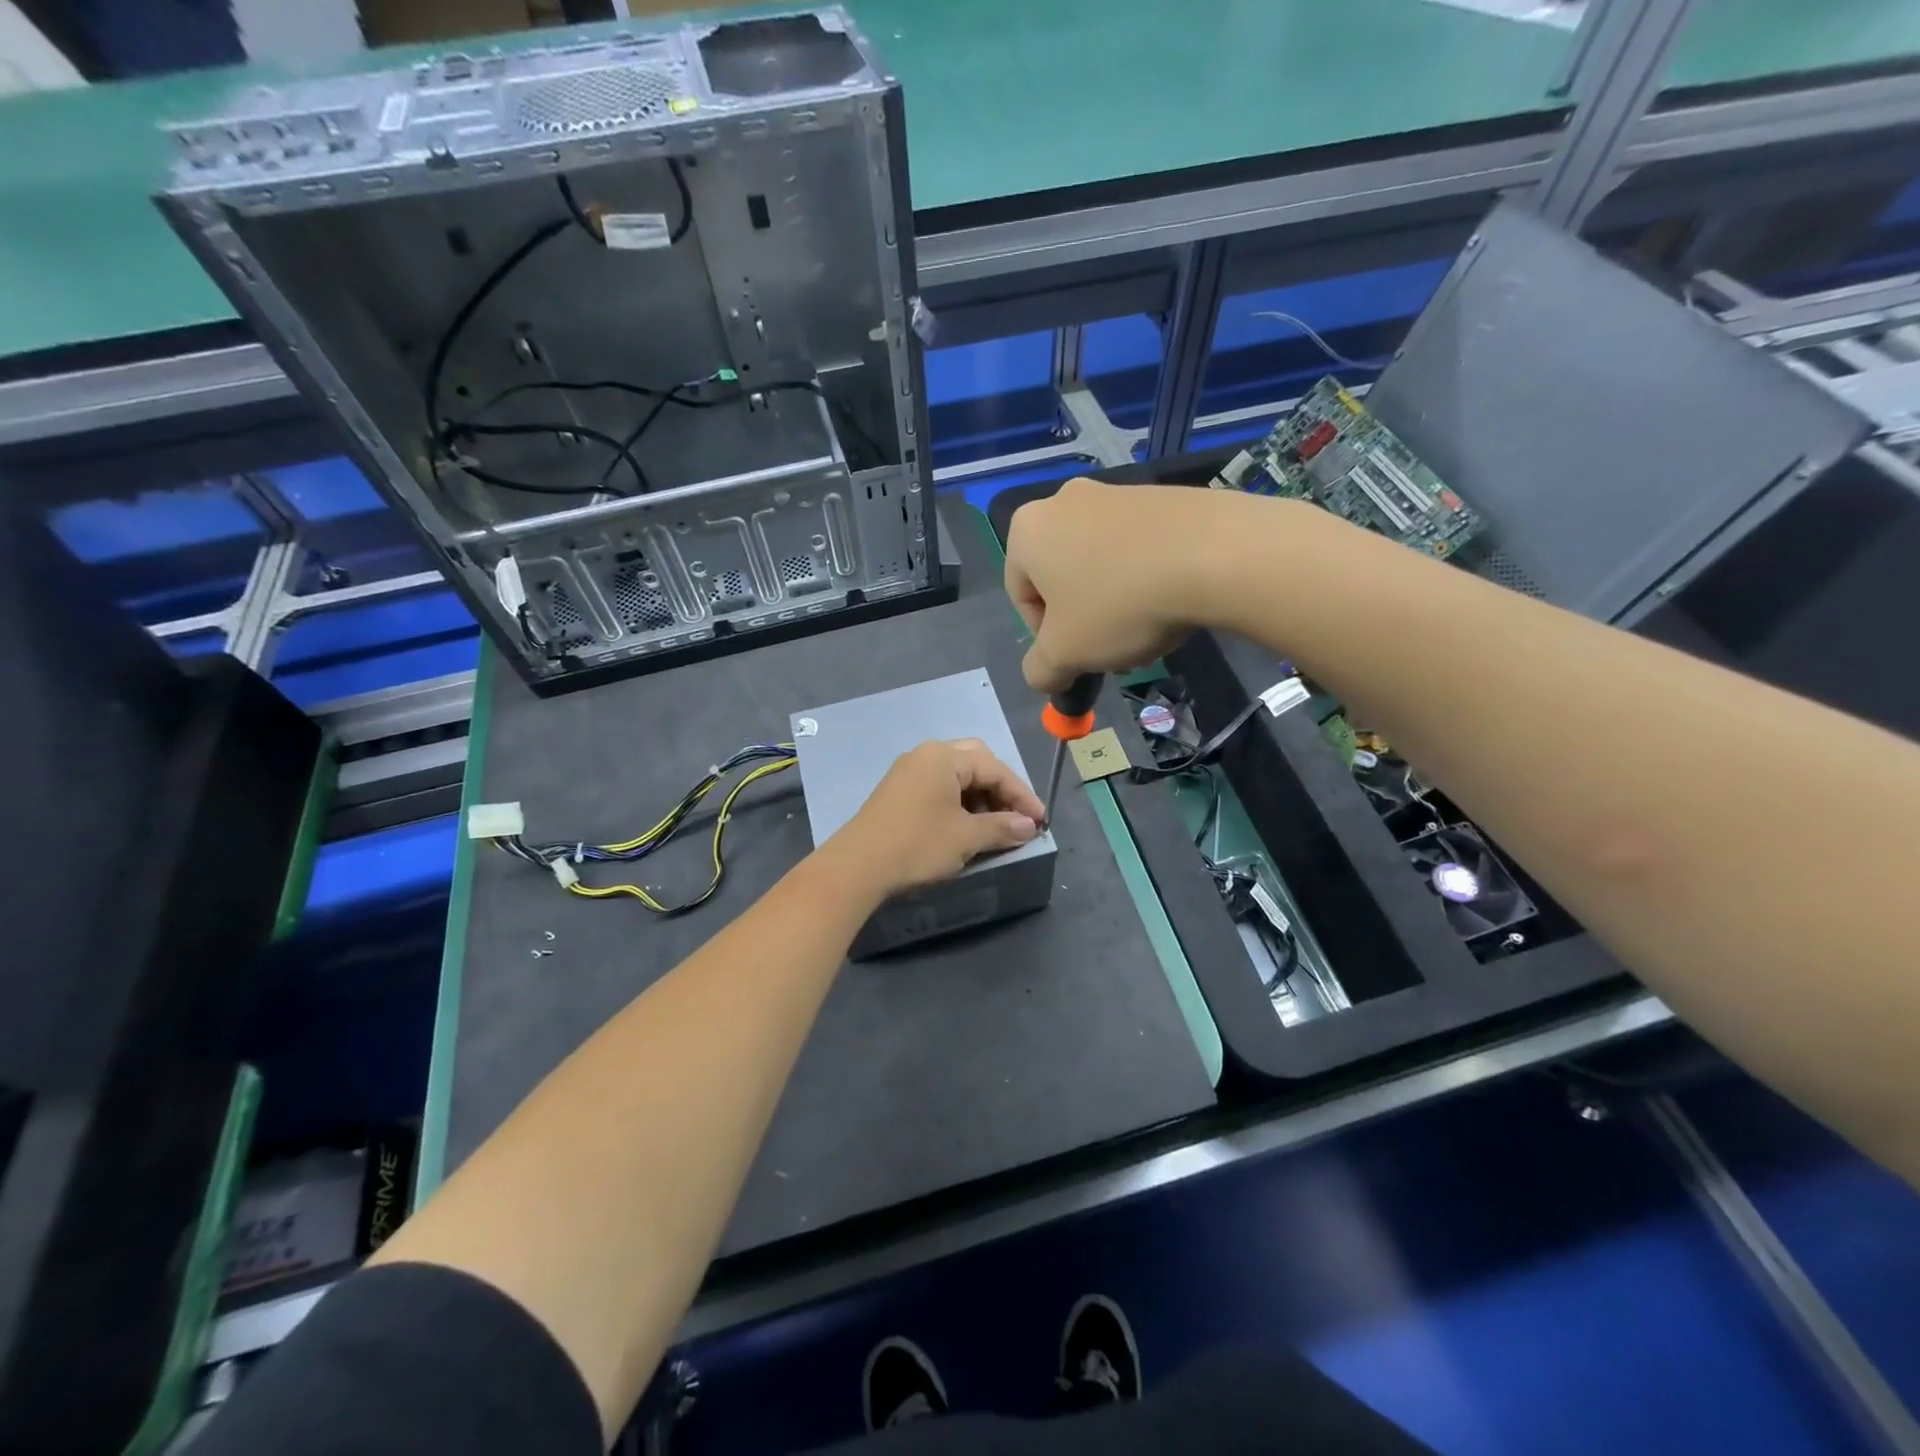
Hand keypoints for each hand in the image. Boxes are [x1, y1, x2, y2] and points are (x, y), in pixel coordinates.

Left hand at [824, 739, 1043, 898]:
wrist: (856, 868)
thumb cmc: (918, 845)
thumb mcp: (966, 838)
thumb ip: (1002, 828)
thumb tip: (1029, 826)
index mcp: (944, 756)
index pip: (995, 768)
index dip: (1022, 795)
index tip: (1041, 821)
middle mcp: (925, 755)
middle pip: (976, 764)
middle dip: (1001, 791)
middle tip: (1018, 818)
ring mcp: (908, 772)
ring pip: (957, 778)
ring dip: (981, 799)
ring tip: (996, 828)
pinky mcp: (897, 793)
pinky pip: (939, 789)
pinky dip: (959, 805)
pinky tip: (966, 828)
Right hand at [1004, 477, 1256, 692]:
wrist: (1215, 554)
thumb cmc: (1120, 605)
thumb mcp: (1066, 654)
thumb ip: (1040, 670)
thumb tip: (1042, 674)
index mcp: (1027, 531)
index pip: (1020, 596)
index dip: (1045, 637)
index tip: (1078, 656)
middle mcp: (1063, 500)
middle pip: (1060, 577)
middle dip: (1082, 617)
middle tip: (1111, 645)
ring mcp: (1114, 491)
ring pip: (1100, 562)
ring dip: (1114, 599)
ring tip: (1146, 624)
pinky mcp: (1159, 495)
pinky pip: (1137, 545)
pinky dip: (1144, 574)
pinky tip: (1170, 598)